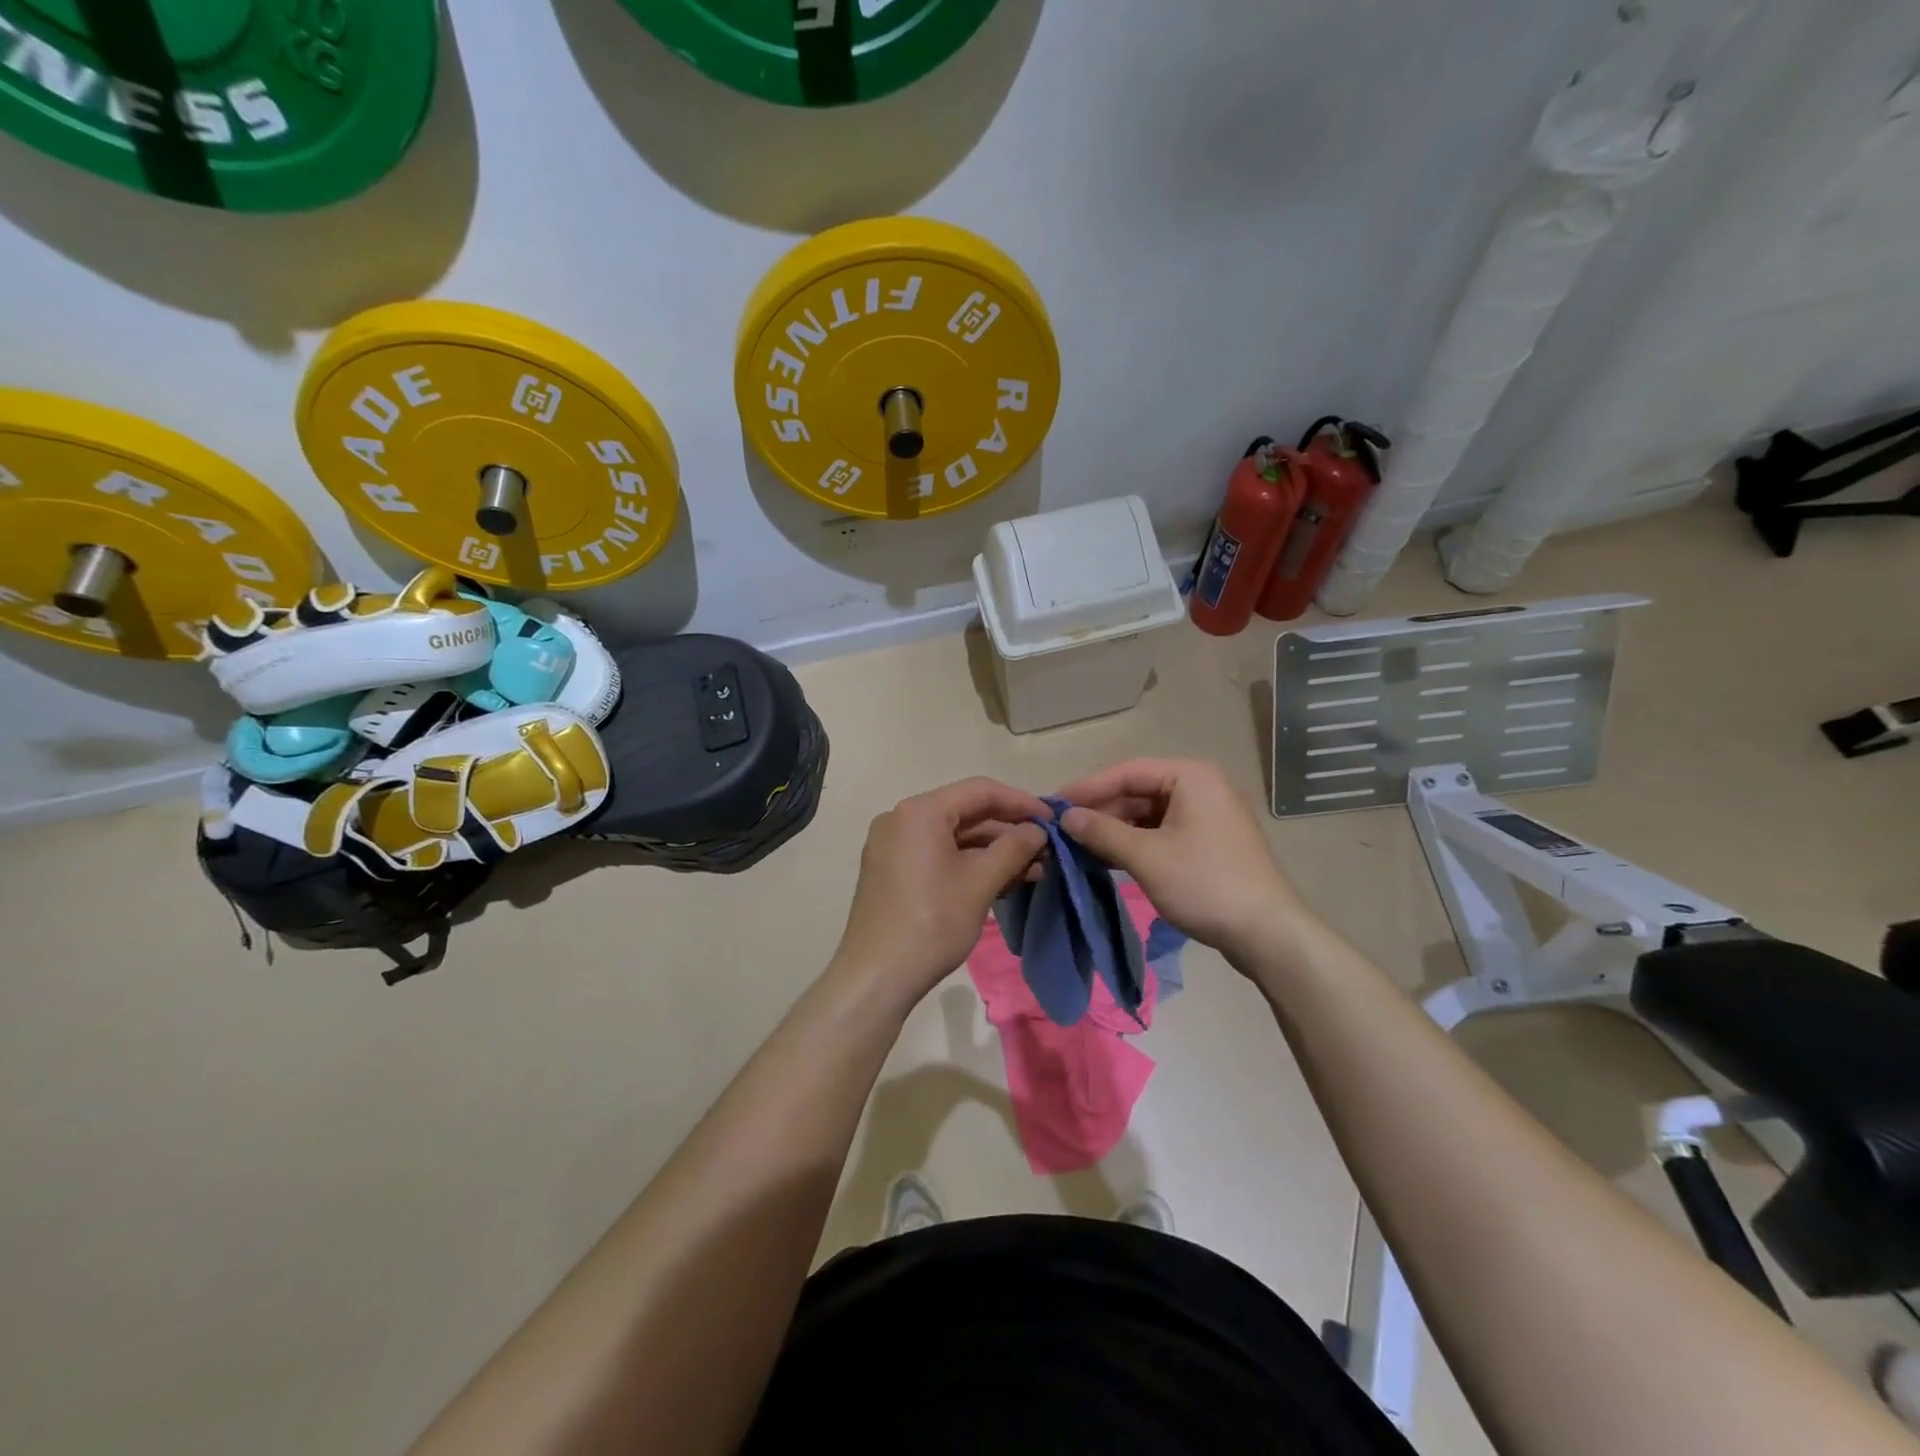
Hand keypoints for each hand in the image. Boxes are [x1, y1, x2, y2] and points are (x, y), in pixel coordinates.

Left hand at [830, 778, 1050, 1008]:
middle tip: (1046, 848)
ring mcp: (893, 845)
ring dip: (992, 850)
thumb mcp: (980, 883)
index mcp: (920, 811)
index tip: (1053, 819)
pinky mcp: (891, 870)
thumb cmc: (931, 924)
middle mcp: (901, 818)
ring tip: (1033, 869)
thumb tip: (1038, 830)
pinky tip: (1001, 880)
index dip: (1021, 802)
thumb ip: (1013, 848)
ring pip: (953, 836)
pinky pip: (937, 854)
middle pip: (965, 812)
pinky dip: (968, 863)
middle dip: (1008, 830)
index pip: (980, 791)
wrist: (876, 978)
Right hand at [1055, 758, 1318, 966]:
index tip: (1054, 803)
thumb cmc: (1205, 884)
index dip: (1088, 787)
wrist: (1267, 933)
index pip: (1128, 771)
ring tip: (1078, 846)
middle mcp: (1202, 787)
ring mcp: (1208, 816)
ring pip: (1149, 814)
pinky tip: (1108, 858)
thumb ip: (1102, 832)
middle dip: (1101, 811)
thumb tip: (1066, 817)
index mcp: (1191, 777)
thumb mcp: (1147, 857)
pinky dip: (1136, 843)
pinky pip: (1163, 832)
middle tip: (1063, 829)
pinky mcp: (1209, 842)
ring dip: (1115, 829)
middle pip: (1139, 791)